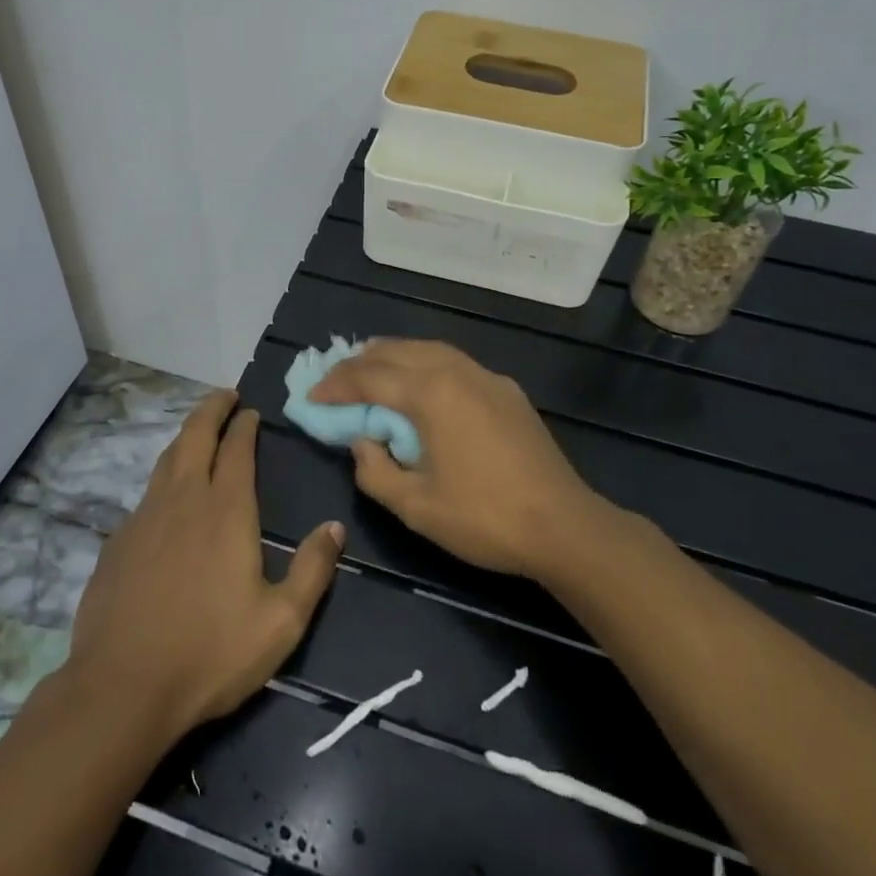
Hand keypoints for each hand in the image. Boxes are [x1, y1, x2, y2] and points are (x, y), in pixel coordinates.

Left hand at [65, 390, 345, 744]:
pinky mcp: (118, 543)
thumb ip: (313, 569)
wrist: (122, 688)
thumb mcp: (281, 621)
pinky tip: (168, 499)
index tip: (250, 410)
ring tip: (198, 433)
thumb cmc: (211, 653)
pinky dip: (164, 479)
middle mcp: (183, 500)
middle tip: (225, 396)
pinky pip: (146, 495)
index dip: (244, 426)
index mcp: (226, 511)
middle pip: (194, 437)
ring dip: (185, 438)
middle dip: (211, 409)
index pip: (237, 450)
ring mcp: (144, 519)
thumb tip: (335, 527)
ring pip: (166, 460)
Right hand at [311, 339, 602, 578]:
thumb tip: (364, 442)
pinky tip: (420, 384)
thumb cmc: (484, 518)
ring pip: (428, 349)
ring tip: (370, 370)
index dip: (335, 386)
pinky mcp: (507, 391)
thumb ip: (375, 471)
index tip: (310, 398)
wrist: (565, 526)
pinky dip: (424, 363)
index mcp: (431, 394)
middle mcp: (457, 372)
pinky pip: (454, 362)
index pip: (369, 378)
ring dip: (393, 356)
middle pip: (397, 352)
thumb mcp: (415, 506)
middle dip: (359, 362)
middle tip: (334, 380)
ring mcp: (487, 377)